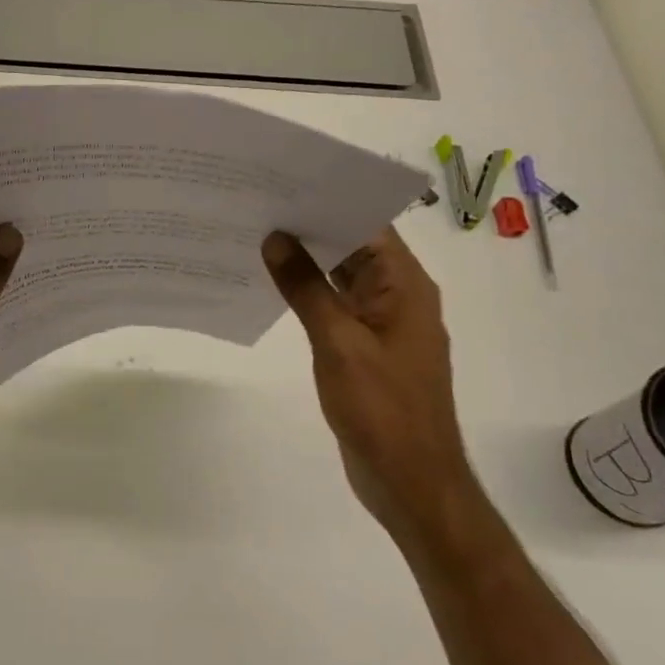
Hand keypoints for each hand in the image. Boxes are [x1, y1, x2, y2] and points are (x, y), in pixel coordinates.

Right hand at [263, 225, 475, 542]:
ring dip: (307, 261)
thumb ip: (306, 288)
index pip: (368, 225)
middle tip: (257, 206)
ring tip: (255, 236)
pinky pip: (336, 306)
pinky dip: (308, 294)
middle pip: (355, 247)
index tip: (283, 185)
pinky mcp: (366, 347)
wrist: (409, 480)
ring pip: (342, 277)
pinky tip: (272, 285)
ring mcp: (382, 323)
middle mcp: (398, 296)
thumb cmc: (381, 408)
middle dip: (310, 227)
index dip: (329, 201)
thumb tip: (276, 239)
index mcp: (405, 286)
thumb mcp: (338, 342)